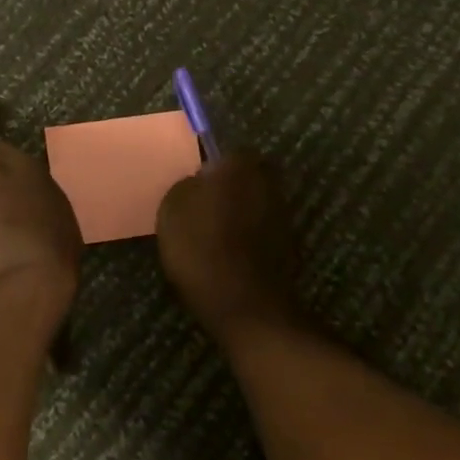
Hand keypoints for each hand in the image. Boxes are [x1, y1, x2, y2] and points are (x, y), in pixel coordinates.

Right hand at [155, 153, 301, 342]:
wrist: (245, 307)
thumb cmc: (202, 248)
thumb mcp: (172, 208)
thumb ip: (187, 185)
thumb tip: (199, 183)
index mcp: (241, 165)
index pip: (225, 152)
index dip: (208, 167)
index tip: (193, 186)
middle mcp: (268, 182)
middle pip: (243, 176)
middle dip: (227, 188)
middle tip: (200, 208)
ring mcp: (282, 215)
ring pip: (253, 203)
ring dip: (237, 213)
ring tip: (210, 235)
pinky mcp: (287, 246)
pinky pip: (259, 230)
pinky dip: (245, 237)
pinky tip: (225, 254)